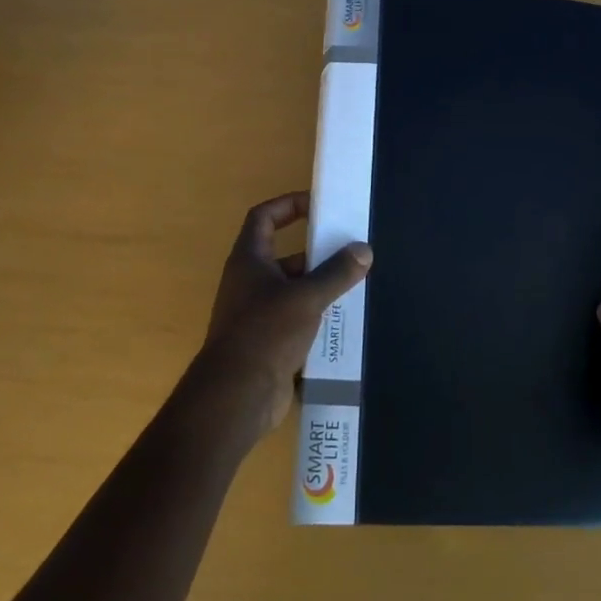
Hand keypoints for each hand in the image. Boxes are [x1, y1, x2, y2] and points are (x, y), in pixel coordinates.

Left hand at [191, 192, 371, 436]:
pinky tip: (344, 318)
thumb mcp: (306, 297)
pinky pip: (296, 317)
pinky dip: (317, 314)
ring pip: (293, 288)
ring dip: (320, 285)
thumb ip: (336, 273)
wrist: (236, 396)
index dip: (288, 204)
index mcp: (249, 260)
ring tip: (356, 282)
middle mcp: (249, 282)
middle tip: (351, 250)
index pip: (264, 218)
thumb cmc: (265, 333)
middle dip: (316, 251)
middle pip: (284, 254)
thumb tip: (363, 250)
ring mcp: (257, 313)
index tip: (317, 204)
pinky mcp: (268, 341)